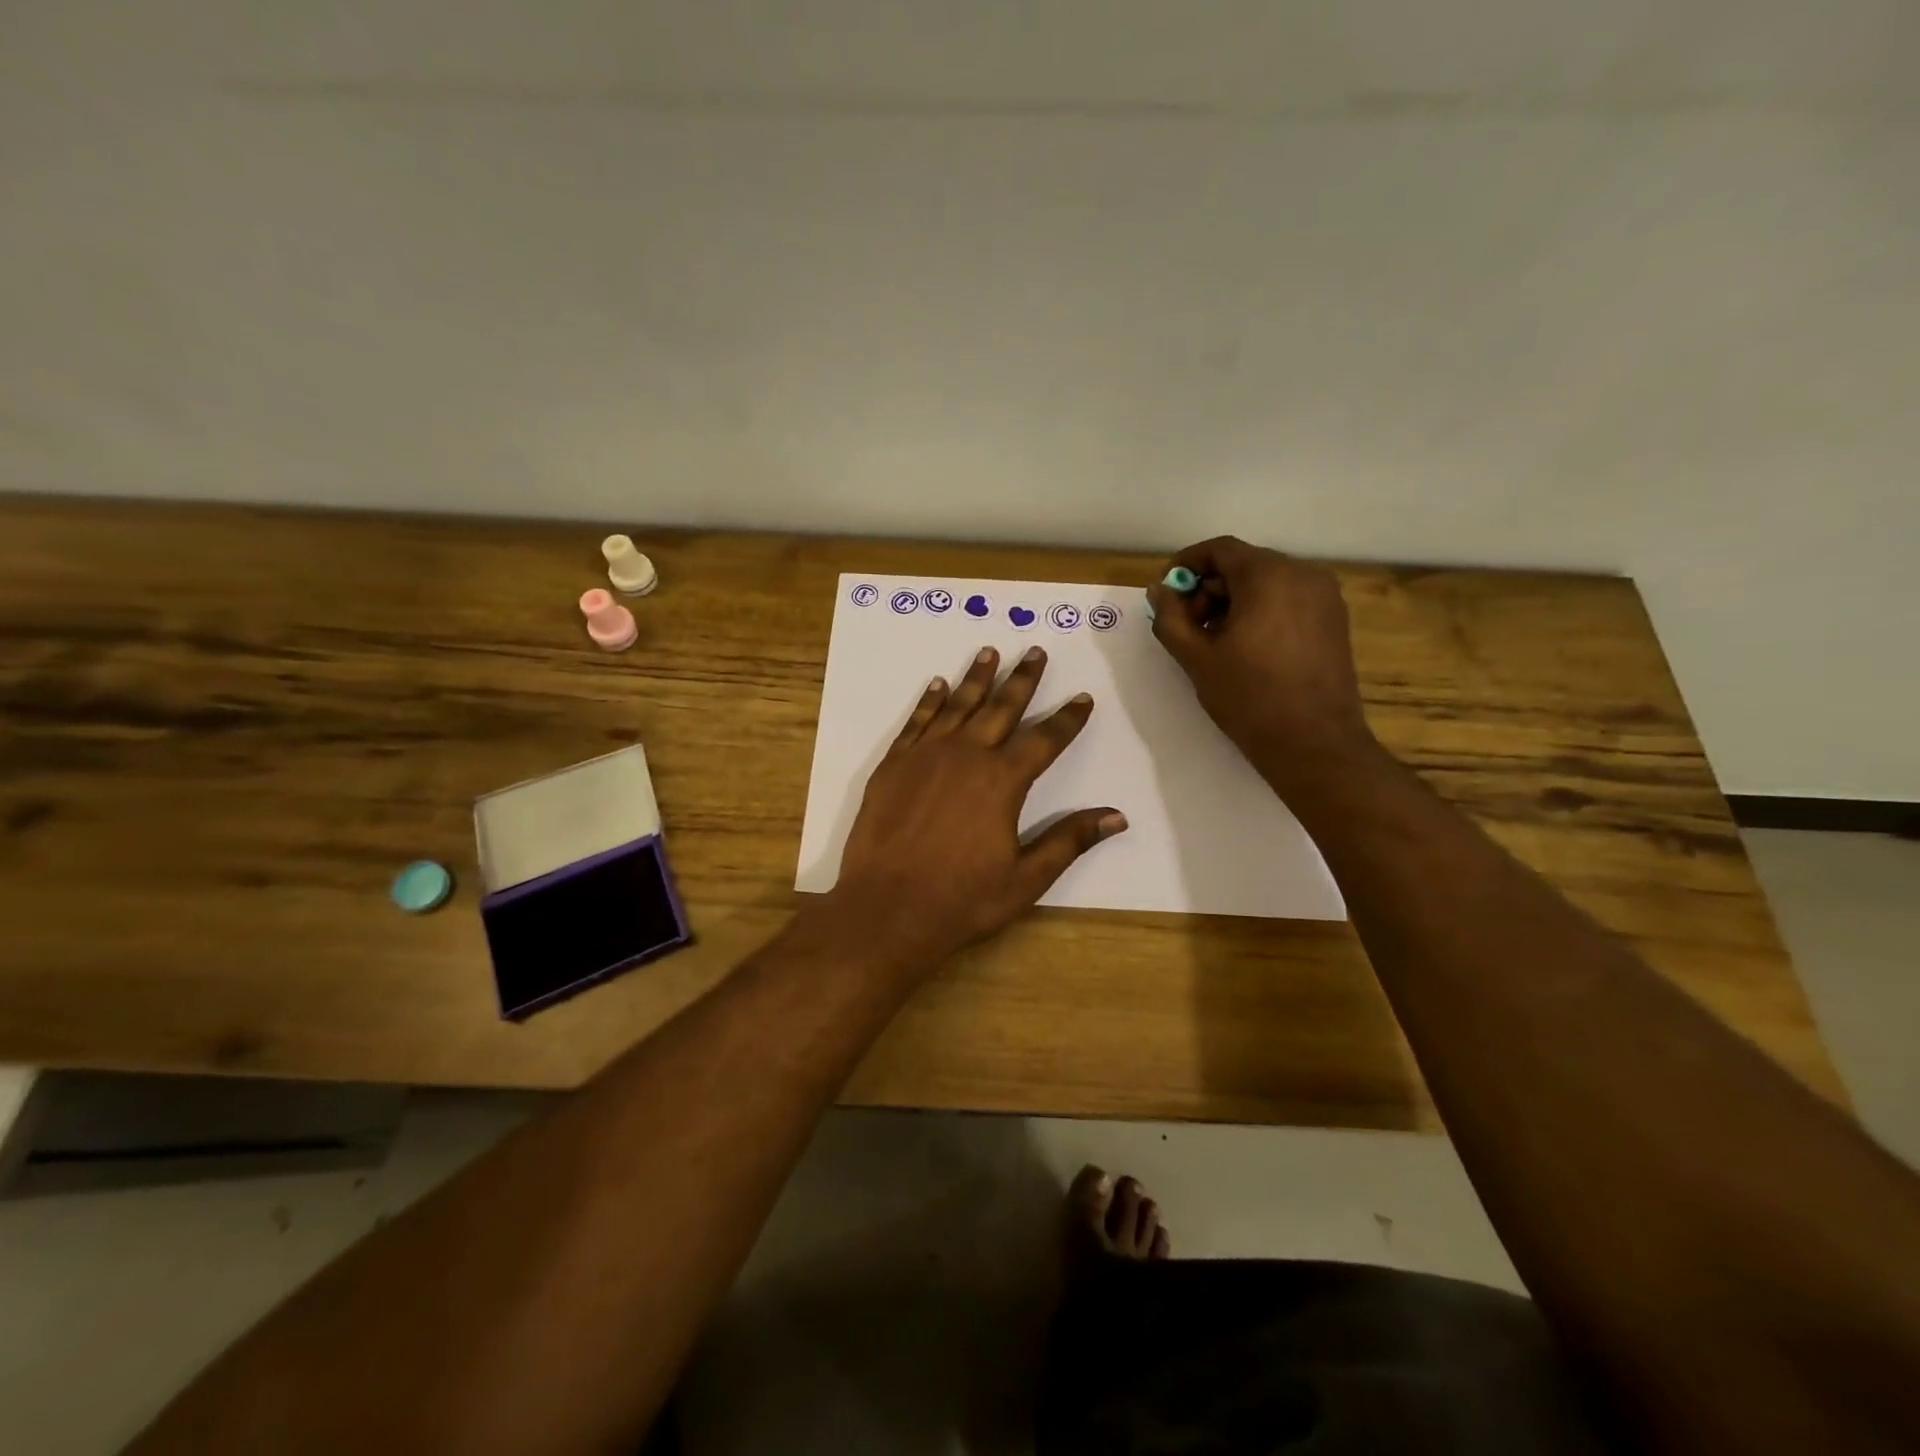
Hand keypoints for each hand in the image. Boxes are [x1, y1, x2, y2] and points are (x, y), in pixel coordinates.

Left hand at [824, 644, 1126, 969]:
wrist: (886, 908)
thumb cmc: (961, 899)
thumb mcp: (1025, 878)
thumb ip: (1068, 841)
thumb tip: (1117, 816)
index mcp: (1002, 781)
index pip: (1045, 740)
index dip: (1067, 719)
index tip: (1083, 698)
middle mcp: (966, 756)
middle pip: (1001, 708)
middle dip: (1023, 679)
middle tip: (1035, 651)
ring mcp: (925, 756)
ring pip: (957, 705)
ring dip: (977, 677)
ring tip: (990, 651)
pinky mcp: (893, 765)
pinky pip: (917, 721)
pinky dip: (930, 701)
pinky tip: (937, 684)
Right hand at [1147, 536, 1377, 798]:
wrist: (1313, 743)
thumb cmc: (1248, 697)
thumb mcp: (1196, 657)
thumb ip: (1170, 617)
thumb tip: (1160, 590)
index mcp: (1269, 576)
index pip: (1220, 550)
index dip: (1186, 565)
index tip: (1166, 593)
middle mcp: (1303, 574)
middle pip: (1244, 565)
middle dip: (1209, 588)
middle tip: (1186, 625)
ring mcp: (1325, 597)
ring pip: (1267, 583)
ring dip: (1233, 601)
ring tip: (1214, 641)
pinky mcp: (1334, 620)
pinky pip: (1288, 600)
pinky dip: (1261, 611)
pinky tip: (1245, 648)